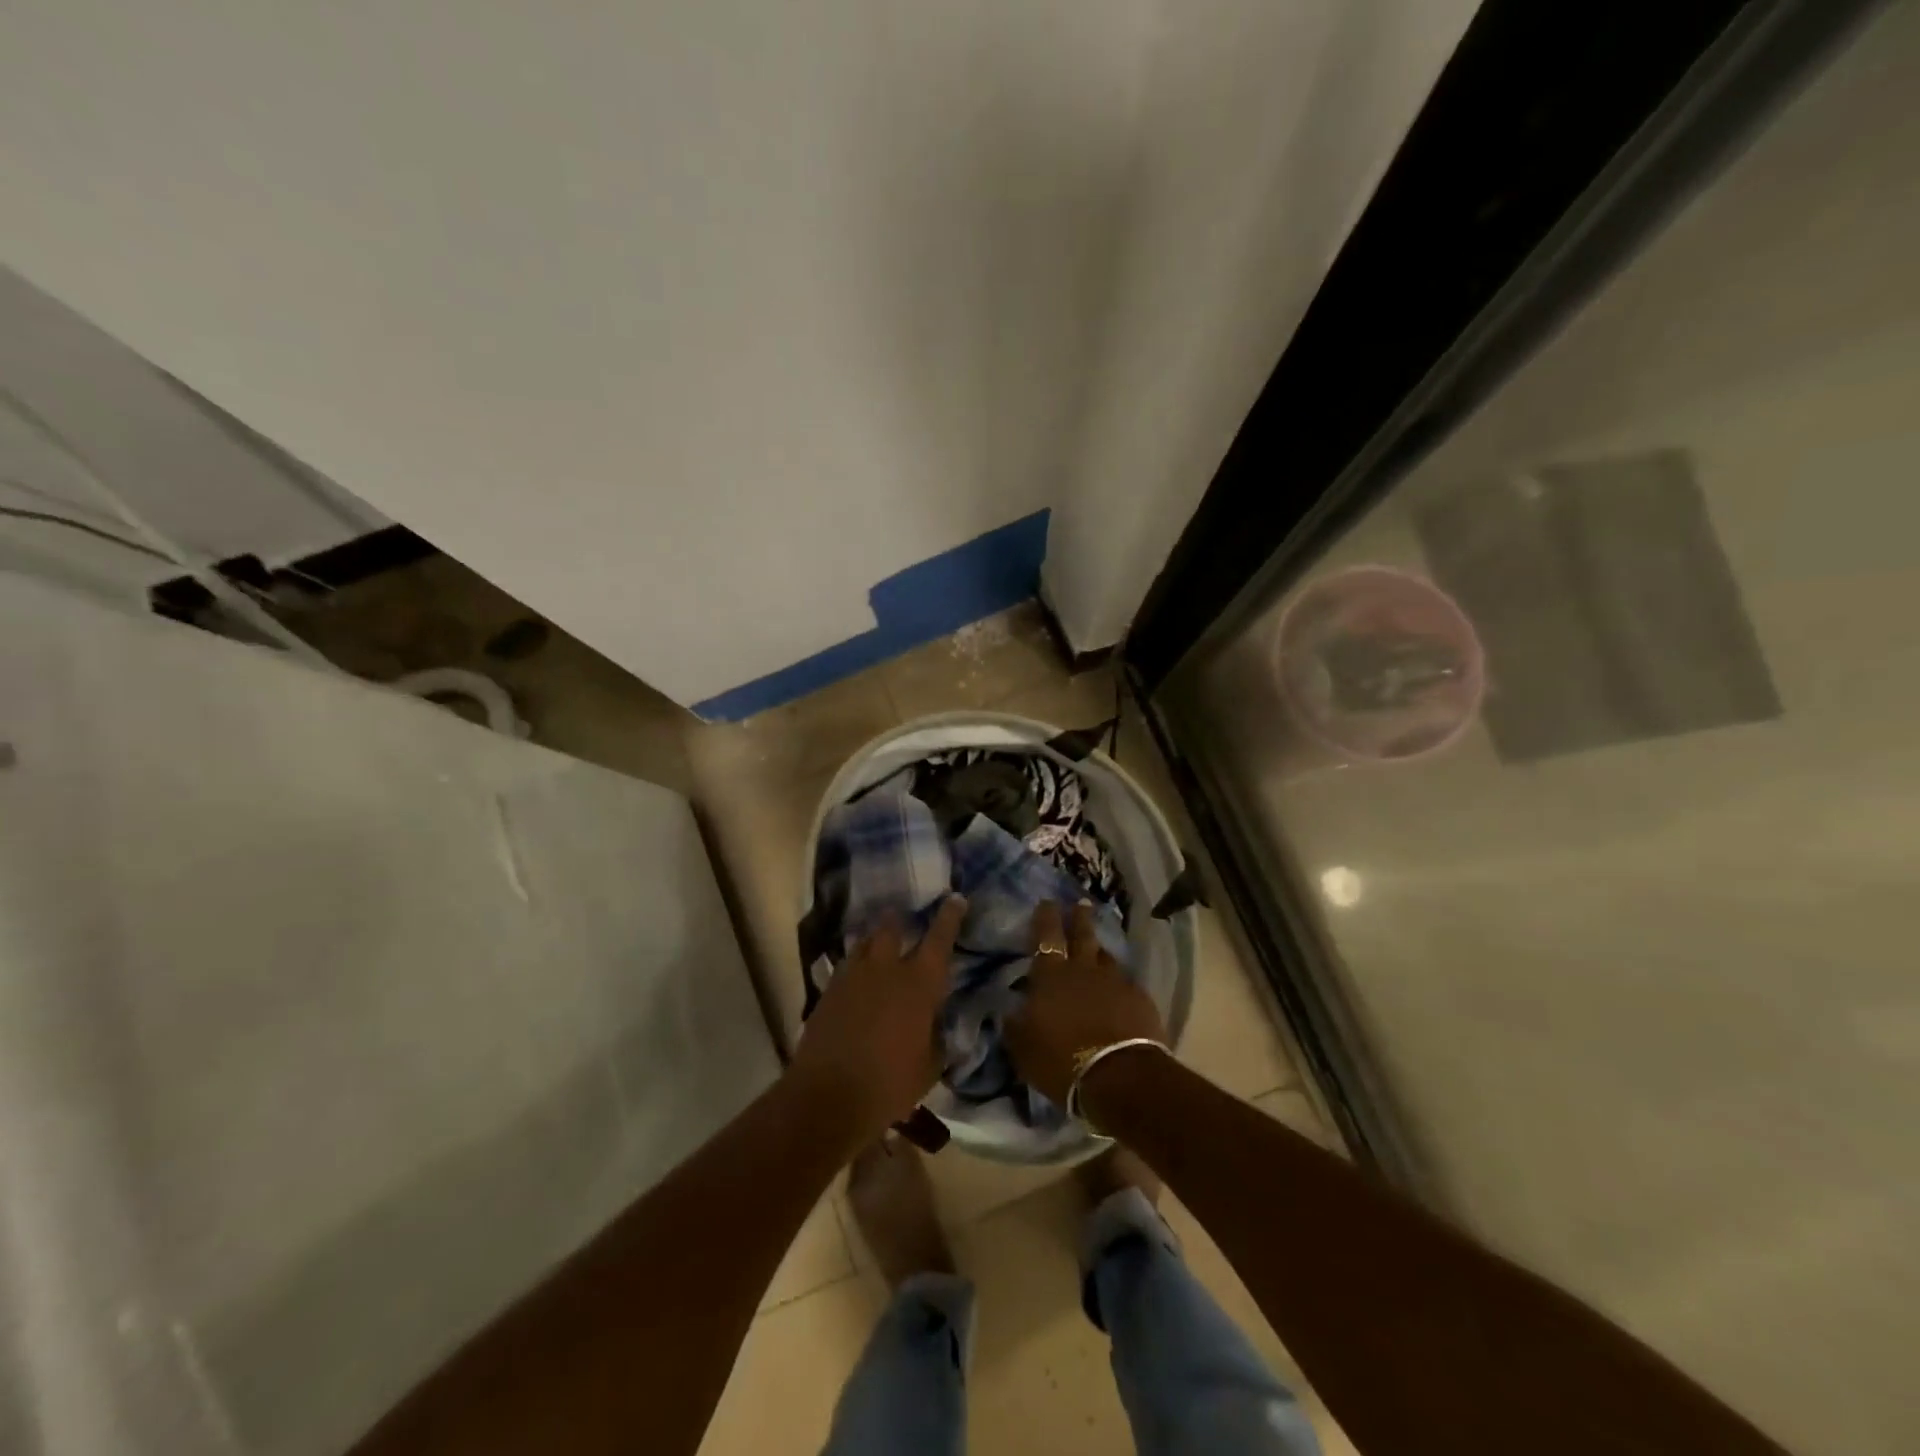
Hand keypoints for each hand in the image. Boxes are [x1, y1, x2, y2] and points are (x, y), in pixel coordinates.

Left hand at [787, 895, 966, 1146]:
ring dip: (874, 941)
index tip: (955, 898)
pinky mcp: (828, 990)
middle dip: (899, 920)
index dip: (949, 917)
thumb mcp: (929, 1066)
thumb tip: (938, 1024)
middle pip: (891, 928)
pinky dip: (855, 967)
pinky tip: (856, 981)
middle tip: (903, 917)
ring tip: (878, 946)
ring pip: (864, 943)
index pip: (939, 939)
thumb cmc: (890, 1084)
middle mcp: (886, 969)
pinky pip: (845, 967)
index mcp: (919, 983)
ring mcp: (852, 976)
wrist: (828, 1096)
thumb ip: (937, 1037)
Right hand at [1005, 901, 1165, 1104]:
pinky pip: (1126, 983)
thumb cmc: (1061, 1059)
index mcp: (1051, 975)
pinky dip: (1119, 984)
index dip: (1046, 917)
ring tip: (1098, 950)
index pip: (1046, 936)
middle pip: (1082, 935)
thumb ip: (1015, 1023)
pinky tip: (1119, 991)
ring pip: (1106, 957)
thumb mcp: (1022, 1047)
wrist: (1118, 1076)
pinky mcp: (1139, 1000)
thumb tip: (1010, 1009)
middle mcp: (1083, 969)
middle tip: (1081, 903)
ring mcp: (1115, 982)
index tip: (1048, 902)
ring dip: (1099, 951)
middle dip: (1079, 918)